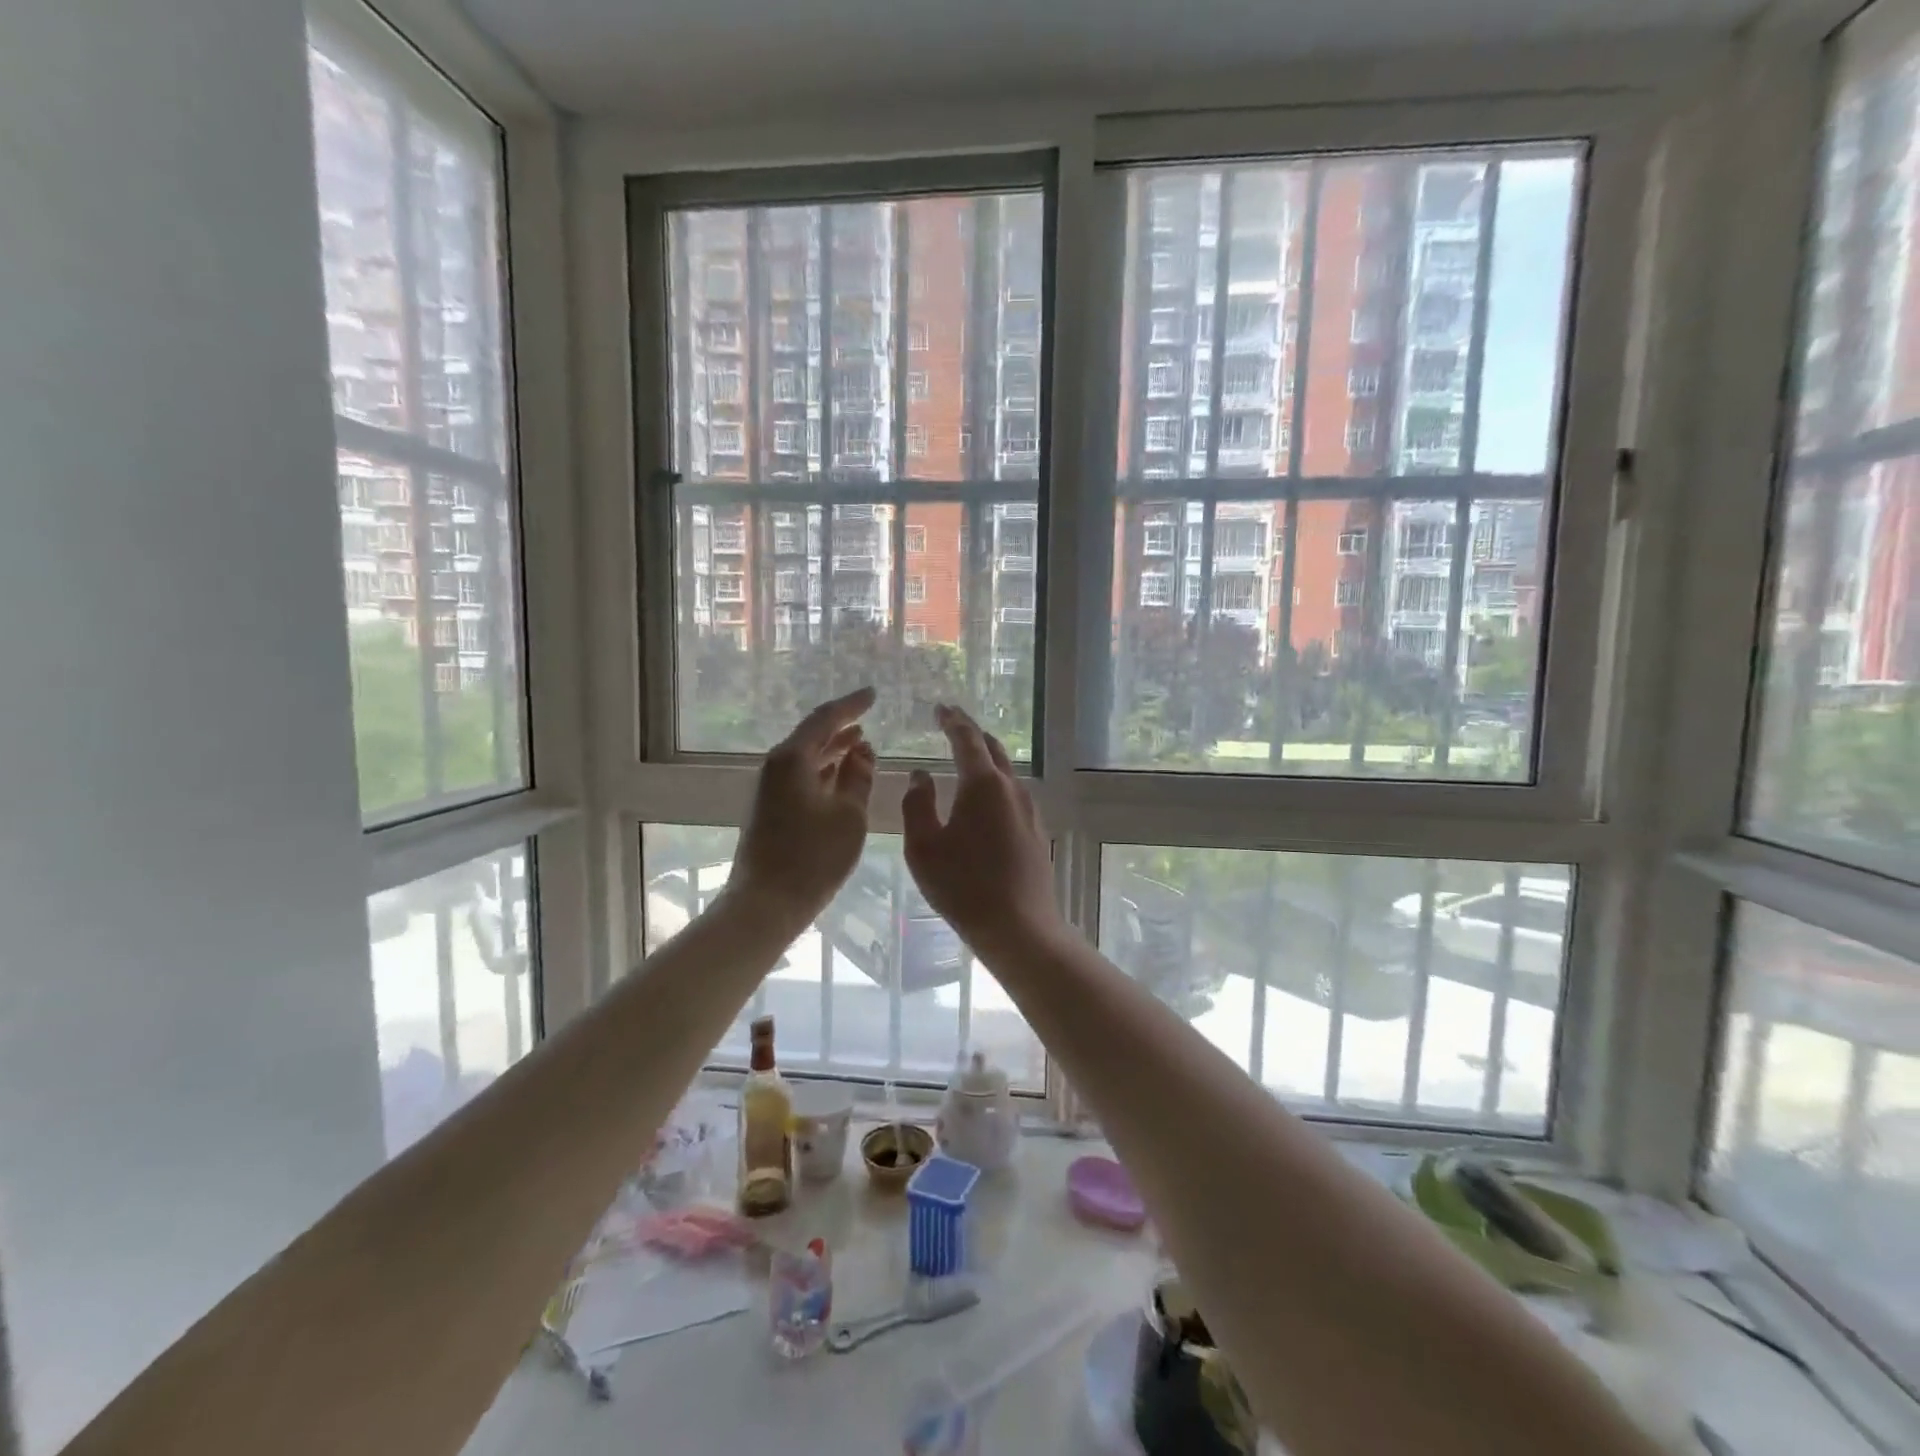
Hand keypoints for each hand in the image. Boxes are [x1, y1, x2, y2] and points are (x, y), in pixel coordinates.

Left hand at [727, 688, 877, 931]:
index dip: (851, 705)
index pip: (824, 719)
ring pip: (806, 759)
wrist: (766, 903)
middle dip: (841, 727)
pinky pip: (801, 777)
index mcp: (792, 760)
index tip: (872, 694)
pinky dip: (824, 772)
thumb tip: (863, 750)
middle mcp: (776, 767)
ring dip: (833, 750)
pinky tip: (842, 778)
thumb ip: (858, 777)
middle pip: (811, 737)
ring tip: (862, 744)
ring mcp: (770, 789)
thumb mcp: (848, 815)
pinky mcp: (770, 810)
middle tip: (868, 716)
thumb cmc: (813, 856)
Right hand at [902, 704, 1063, 957]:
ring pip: (1006, 772)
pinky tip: (984, 799)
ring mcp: (1029, 810)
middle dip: (972, 732)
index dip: (952, 721)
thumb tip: (921, 776)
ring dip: (986, 758)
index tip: (941, 708)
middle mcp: (1011, 789)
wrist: (1019, 927)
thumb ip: (917, 805)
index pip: (967, 739)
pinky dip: (995, 783)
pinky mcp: (1035, 831)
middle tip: (952, 723)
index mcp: (983, 785)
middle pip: (993, 749)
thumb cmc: (963, 886)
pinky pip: (1012, 794)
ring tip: (967, 756)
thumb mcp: (923, 847)